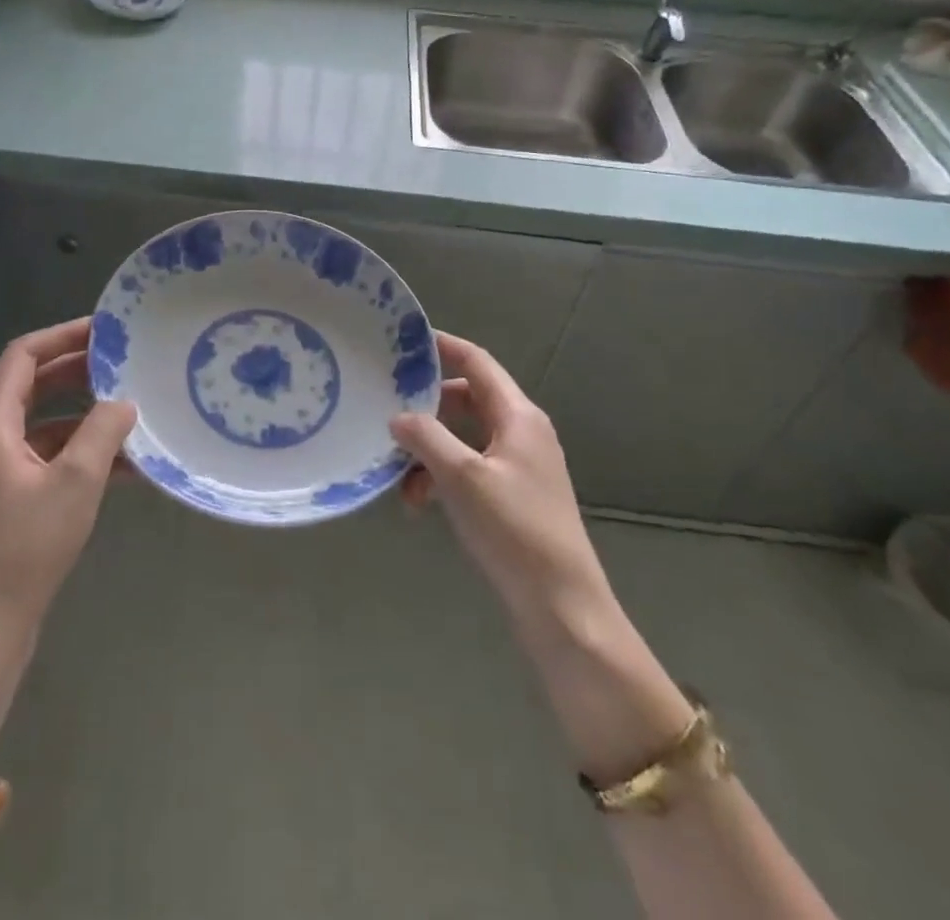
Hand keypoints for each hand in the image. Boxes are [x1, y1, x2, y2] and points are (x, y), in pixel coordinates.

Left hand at [0, 317, 136, 628]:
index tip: (105, 330)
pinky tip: (127, 466)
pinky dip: (83, 454)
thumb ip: (102, 432)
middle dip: (80, 372)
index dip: (62, 336)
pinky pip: (50, 458)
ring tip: (134, 412)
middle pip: (34, 386)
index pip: (23, 356)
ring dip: (87, 416)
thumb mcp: (75, 481)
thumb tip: (124, 402)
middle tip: (125, 364)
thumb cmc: (23, 546)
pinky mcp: (11, 499)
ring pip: (46, 424)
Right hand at [391, 332, 617, 646]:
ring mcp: (518, 465)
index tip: (404, 342)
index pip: (477, 362)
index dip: (443, 347)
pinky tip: (419, 505)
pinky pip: (468, 469)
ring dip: (429, 452)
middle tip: (387, 413)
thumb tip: (398, 417)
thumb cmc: (514, 530)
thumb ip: (426, 438)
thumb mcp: (462, 478)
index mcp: (518, 416)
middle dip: (426, 409)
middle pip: (466, 400)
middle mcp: (521, 432)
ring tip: (400, 480)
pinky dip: (442, 478)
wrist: (562, 606)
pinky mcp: (512, 496)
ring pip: (463, 439)